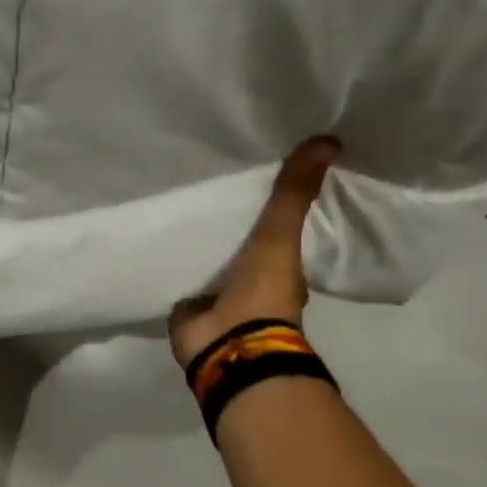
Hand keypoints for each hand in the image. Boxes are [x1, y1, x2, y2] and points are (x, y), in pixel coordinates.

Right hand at [166, 136, 340, 368]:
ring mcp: (217, 294)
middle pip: (239, 240)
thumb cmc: (263, 294)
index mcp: (280, 267)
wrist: (228, 346)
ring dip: (199, 238)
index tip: (258, 173)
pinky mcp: (186, 304)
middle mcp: (251, 279)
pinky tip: (156, 233)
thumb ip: (295, 193)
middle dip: (228, 219)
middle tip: (208, 178)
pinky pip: (179, 272)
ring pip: (209, 257)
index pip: (276, 228)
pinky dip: (172, 257)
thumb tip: (331, 140)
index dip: (270, 204)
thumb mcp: (281, 236)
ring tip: (177, 198)